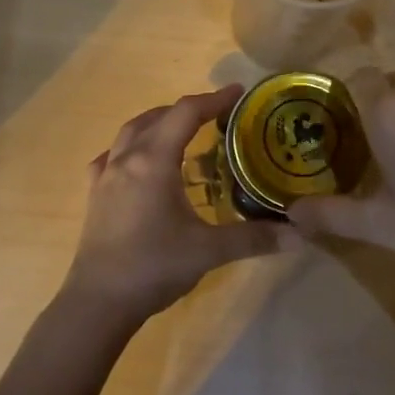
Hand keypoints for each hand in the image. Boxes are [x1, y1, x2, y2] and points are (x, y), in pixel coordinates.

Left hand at [64, 85, 302, 328]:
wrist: (98, 302)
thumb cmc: (153, 267)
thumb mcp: (208, 251)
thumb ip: (254, 238)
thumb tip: (300, 234)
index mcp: (154, 161)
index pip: (186, 113)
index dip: (214, 99)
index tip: (238, 92)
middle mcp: (127, 158)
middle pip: (158, 116)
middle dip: (189, 109)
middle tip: (217, 115)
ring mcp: (105, 176)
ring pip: (131, 132)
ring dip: (158, 122)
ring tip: (181, 131)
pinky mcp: (94, 195)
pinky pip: (111, 157)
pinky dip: (129, 148)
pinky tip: (137, 163)